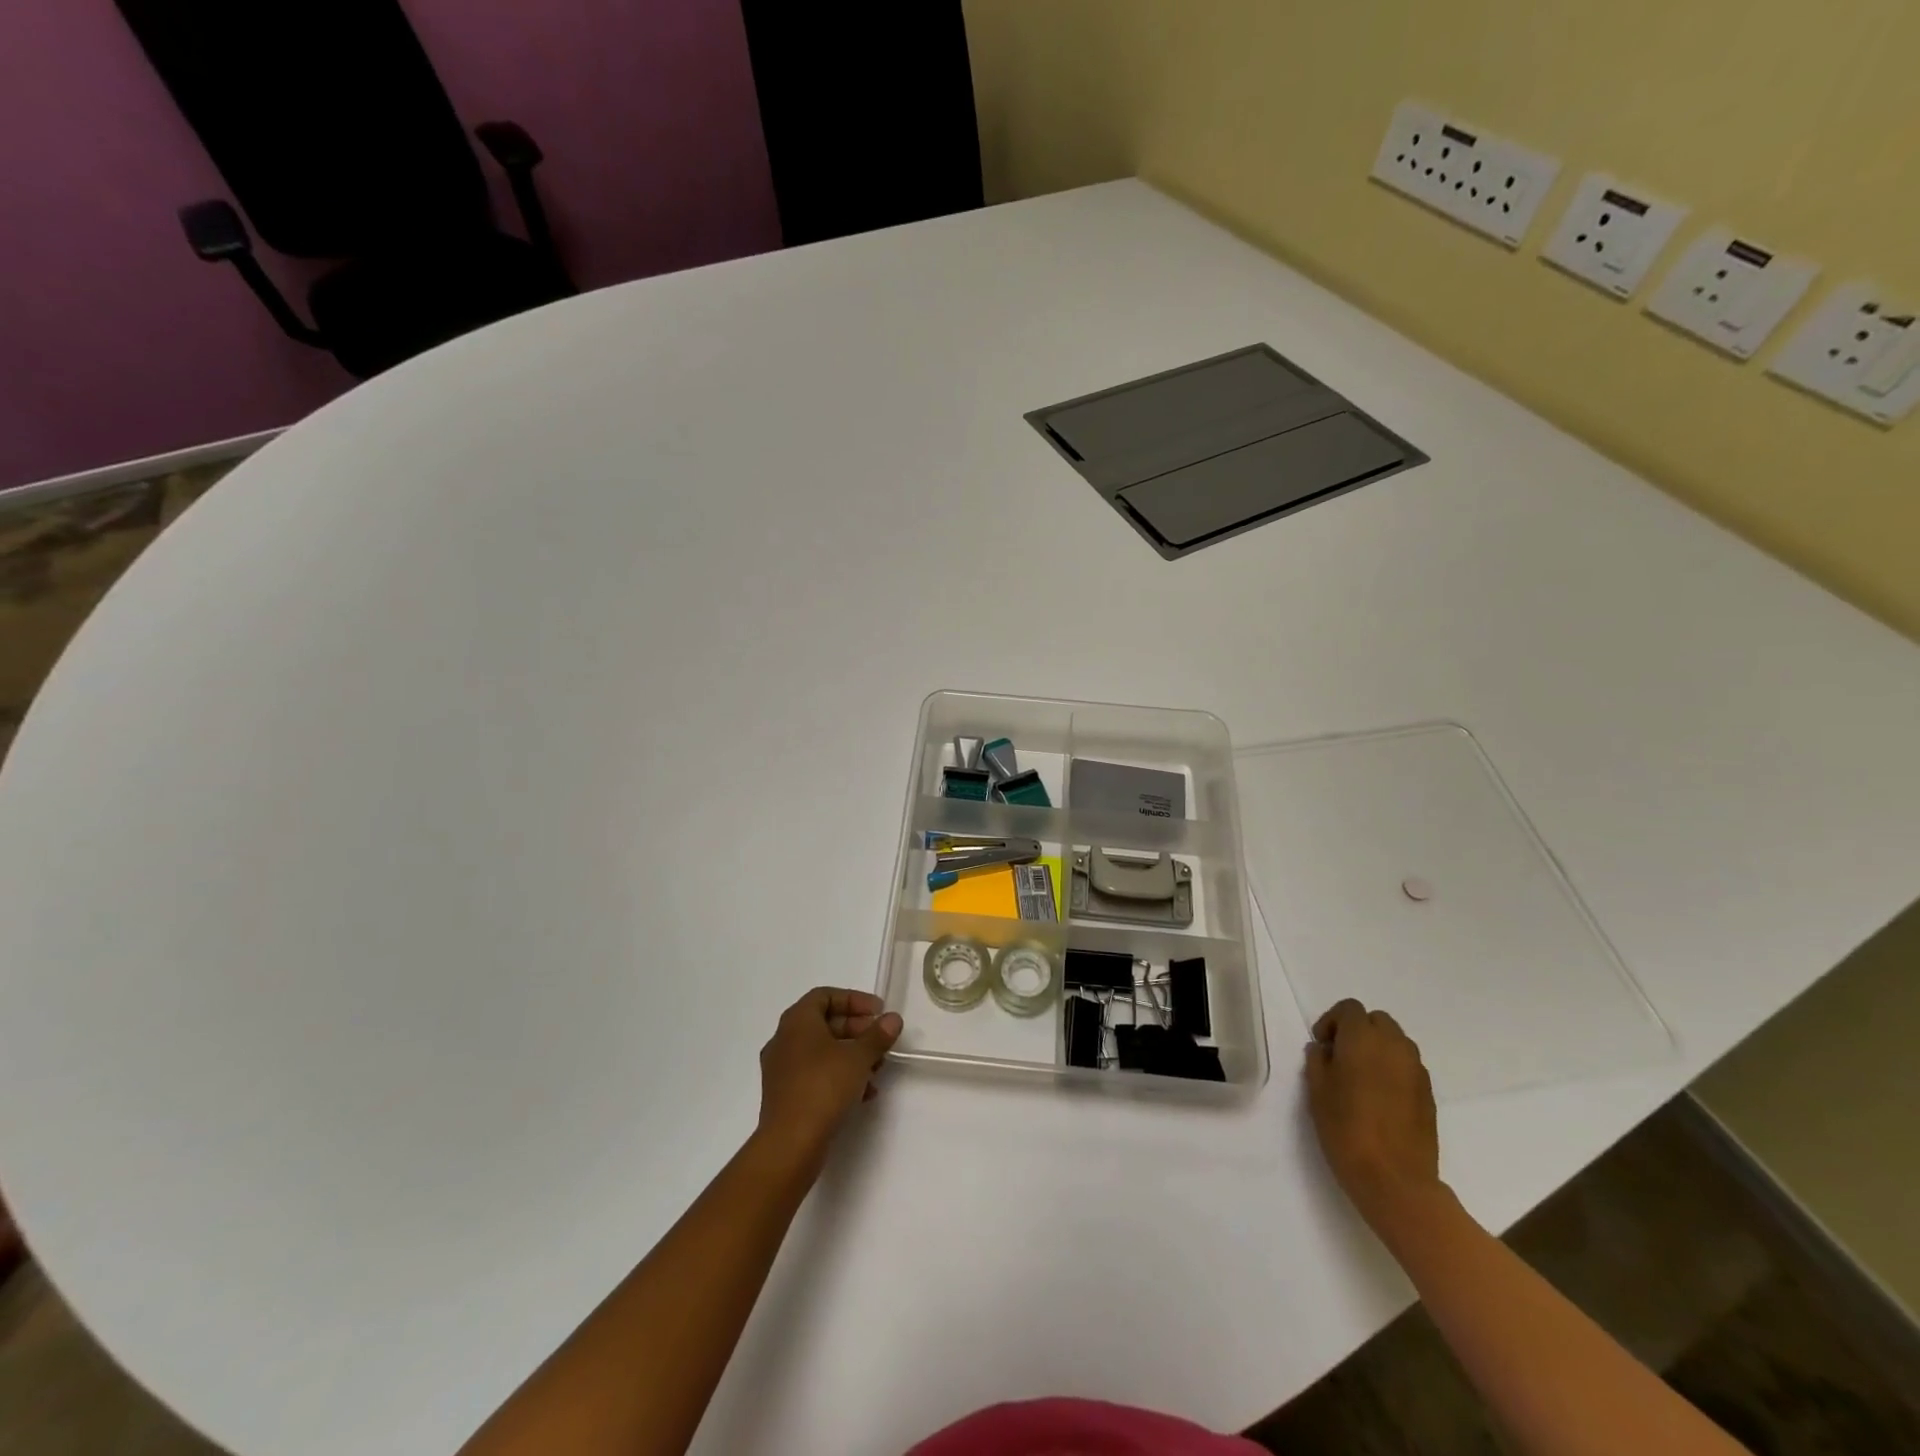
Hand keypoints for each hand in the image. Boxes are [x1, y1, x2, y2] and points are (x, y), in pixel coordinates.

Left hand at [756, 987, 902, 1170]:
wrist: (790, 1144)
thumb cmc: (823, 1087)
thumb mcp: (858, 1057)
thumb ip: (877, 1035)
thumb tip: (893, 1019)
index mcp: (797, 1021)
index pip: (825, 995)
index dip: (854, 1000)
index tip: (878, 1012)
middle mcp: (784, 1039)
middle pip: (824, 1023)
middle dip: (857, 1029)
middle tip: (881, 1041)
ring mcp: (782, 1069)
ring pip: (822, 1051)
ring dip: (851, 1055)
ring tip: (877, 1069)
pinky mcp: (785, 1095)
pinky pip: (815, 1074)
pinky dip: (839, 1075)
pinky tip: (863, 1093)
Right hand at [1304, 999, 1442, 1232]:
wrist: (1395, 1180)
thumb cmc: (1346, 1129)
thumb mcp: (1317, 1091)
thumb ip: (1318, 1061)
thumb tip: (1324, 1049)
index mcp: (1363, 1039)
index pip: (1350, 1009)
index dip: (1332, 1021)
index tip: (1322, 1045)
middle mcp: (1394, 1046)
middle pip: (1377, 1020)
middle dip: (1358, 1030)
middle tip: (1341, 1056)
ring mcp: (1416, 1070)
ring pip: (1396, 1042)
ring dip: (1378, 1048)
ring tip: (1361, 1076)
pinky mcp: (1429, 1094)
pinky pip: (1408, 1066)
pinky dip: (1393, 1069)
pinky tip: (1380, 1097)